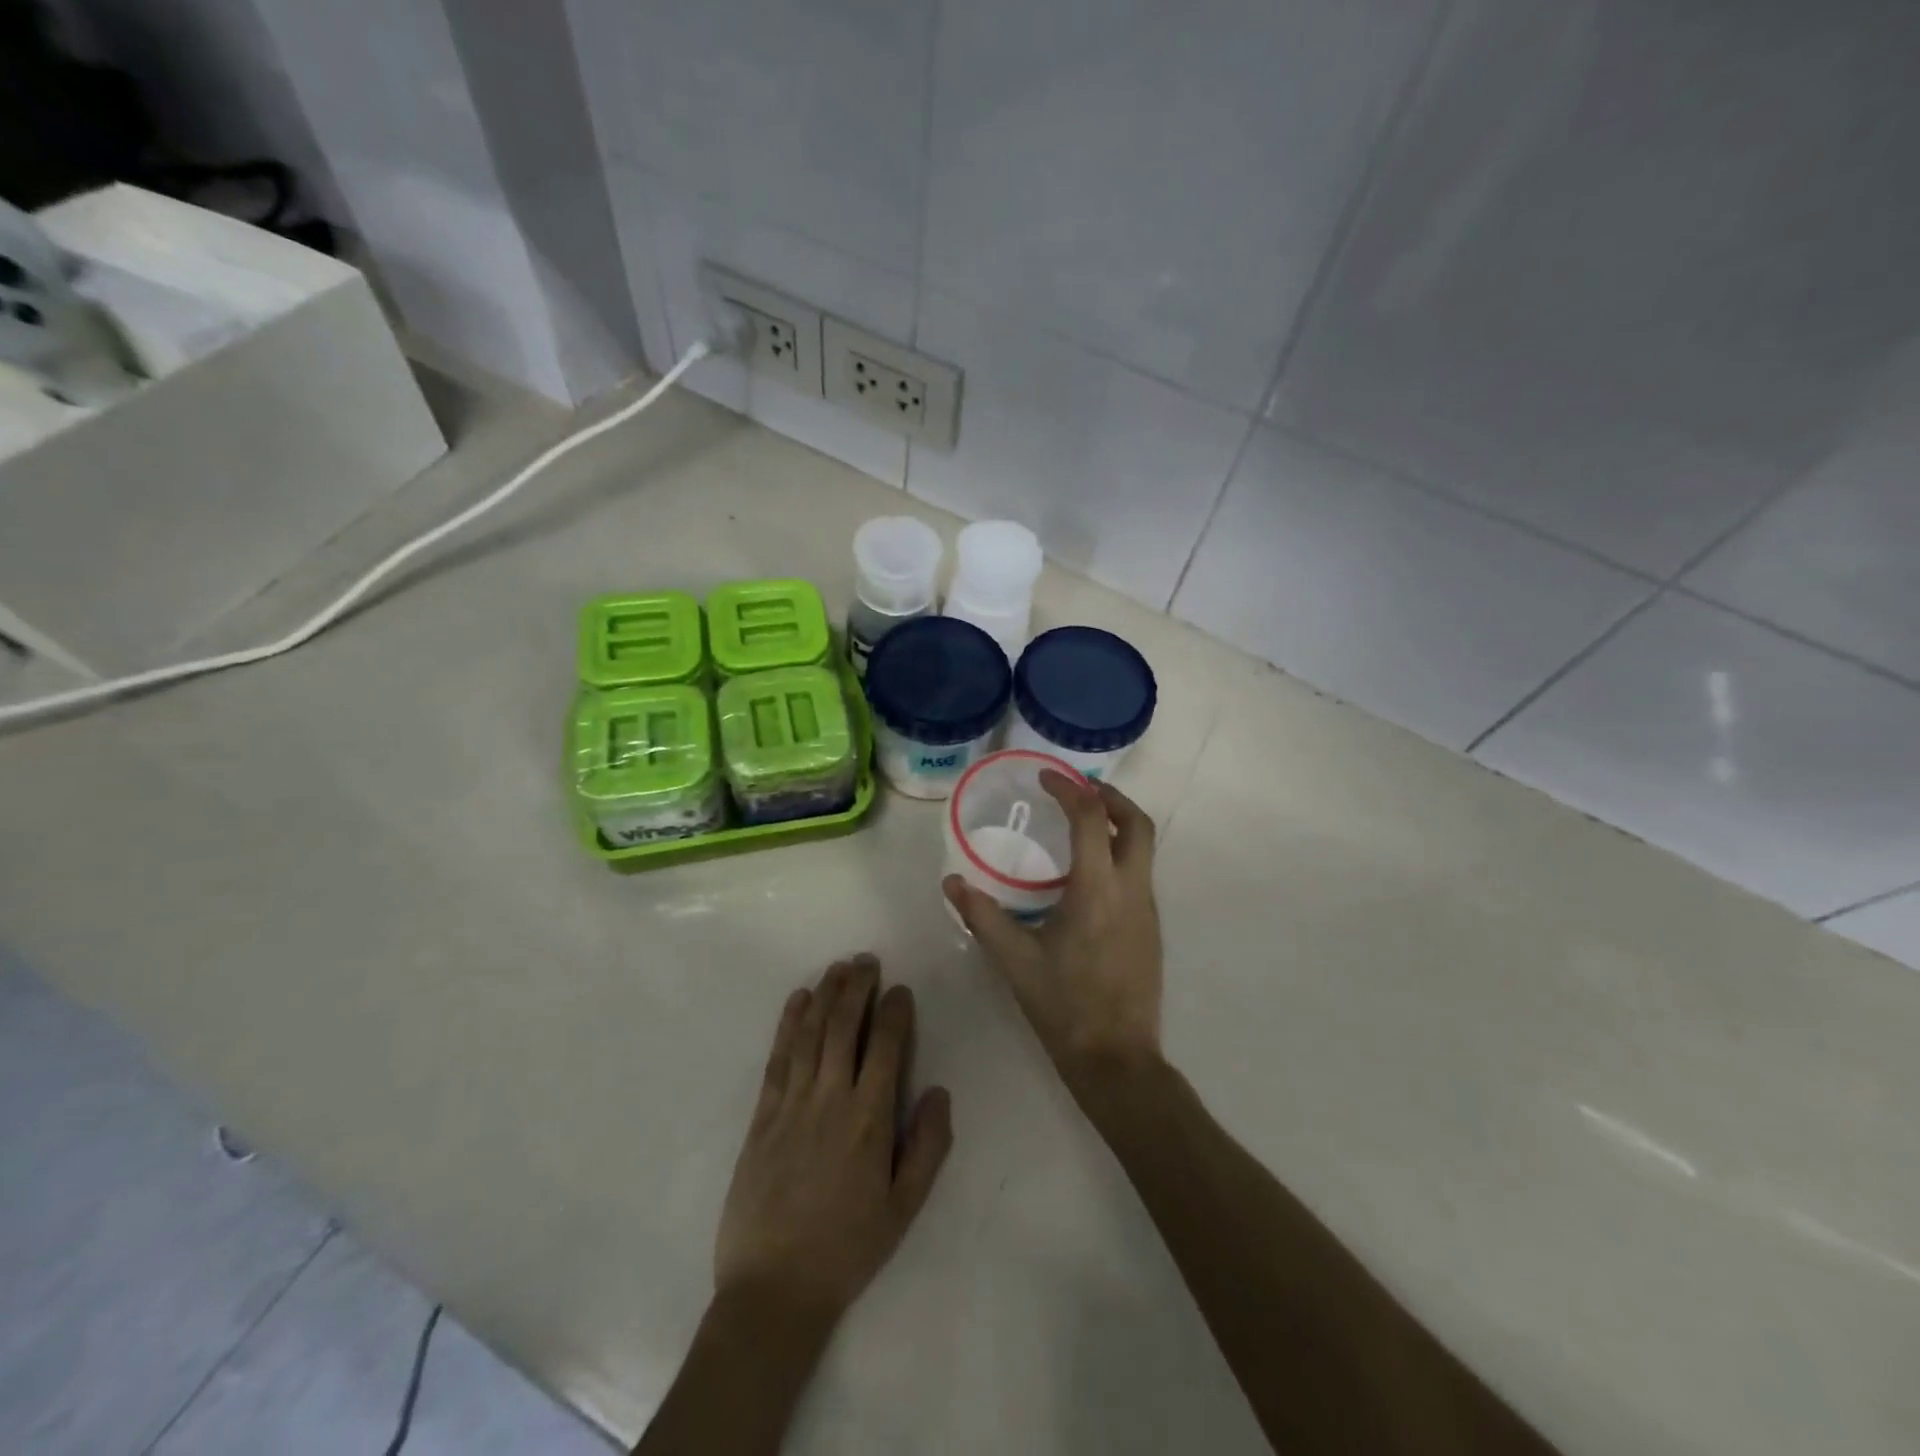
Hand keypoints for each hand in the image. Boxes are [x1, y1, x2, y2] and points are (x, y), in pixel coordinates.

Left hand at [714, 956, 953, 1333]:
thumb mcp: (903, 1208)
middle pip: (844, 1026)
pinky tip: (797, 1000)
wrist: (773, 1288)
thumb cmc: (847, 1248)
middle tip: (867, 961)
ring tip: (837, 967)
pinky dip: (788, 1024)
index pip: (887, 1046)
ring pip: (811, 1033)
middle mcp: (831, 1098)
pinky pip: (779, 1057)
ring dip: (825, 994)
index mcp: (869, 1119)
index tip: (901, 989)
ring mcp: (792, 1103)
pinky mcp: (763, 1114)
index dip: (895, 1011)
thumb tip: (940, 1092)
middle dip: (858, 988)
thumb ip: (927, 1147)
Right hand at [944, 772, 1162, 1091]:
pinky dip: (1120, 853)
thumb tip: (951, 883)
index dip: (1069, 790)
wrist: (1117, 1059)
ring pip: (1144, 848)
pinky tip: (1089, 874)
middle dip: (1111, 797)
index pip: (1090, 818)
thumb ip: (981, 916)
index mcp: (1097, 890)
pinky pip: (1141, 873)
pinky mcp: (1151, 928)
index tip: (1046, 778)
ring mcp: (1147, 909)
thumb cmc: (1064, 1006)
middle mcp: (1131, 890)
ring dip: (1118, 824)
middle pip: (1137, 823)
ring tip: (1081, 823)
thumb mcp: (1015, 960)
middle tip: (1079, 789)